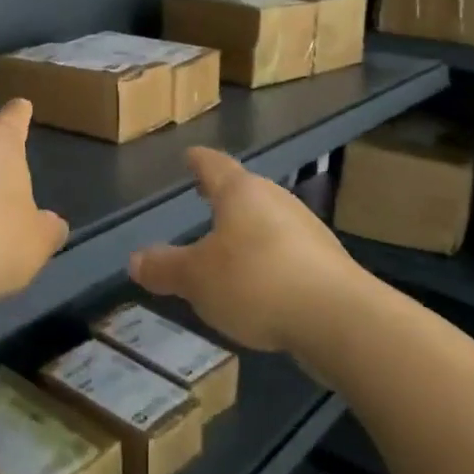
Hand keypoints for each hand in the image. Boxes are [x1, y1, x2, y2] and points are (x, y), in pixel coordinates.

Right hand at [129, 148, 353, 353]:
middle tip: (206, 197)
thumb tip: (135, 259)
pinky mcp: (328, 262)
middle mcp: (276, 200)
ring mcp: (307, 229)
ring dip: (250, 229)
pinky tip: (263, 283)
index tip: (190, 155)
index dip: (199, 161)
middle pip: (246, 190)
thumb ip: (165, 267)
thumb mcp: (196, 278)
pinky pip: (289, 251)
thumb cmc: (255, 282)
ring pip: (270, 220)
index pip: (214, 165)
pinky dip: (271, 258)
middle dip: (226, 195)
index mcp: (241, 193)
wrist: (339, 319)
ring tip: (231, 244)